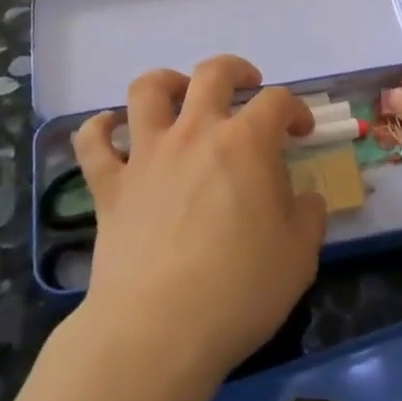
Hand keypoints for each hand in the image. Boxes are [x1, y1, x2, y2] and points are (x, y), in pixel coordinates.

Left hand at [72, 56, 326, 387]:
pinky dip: (99, 128)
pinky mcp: (109, 185)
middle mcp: (195, 133)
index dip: (295, 109)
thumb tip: (304, 199)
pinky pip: (93, 142)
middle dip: (235, 71)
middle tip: (246, 86)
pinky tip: (111, 130)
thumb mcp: (299, 258)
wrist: (158, 329)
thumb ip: (308, 217)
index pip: (277, 101)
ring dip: (165, 82)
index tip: (301, 132)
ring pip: (147, 90)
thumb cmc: (239, 291)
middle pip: (212, 74)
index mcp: (246, 144)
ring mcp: (146, 155)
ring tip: (179, 95)